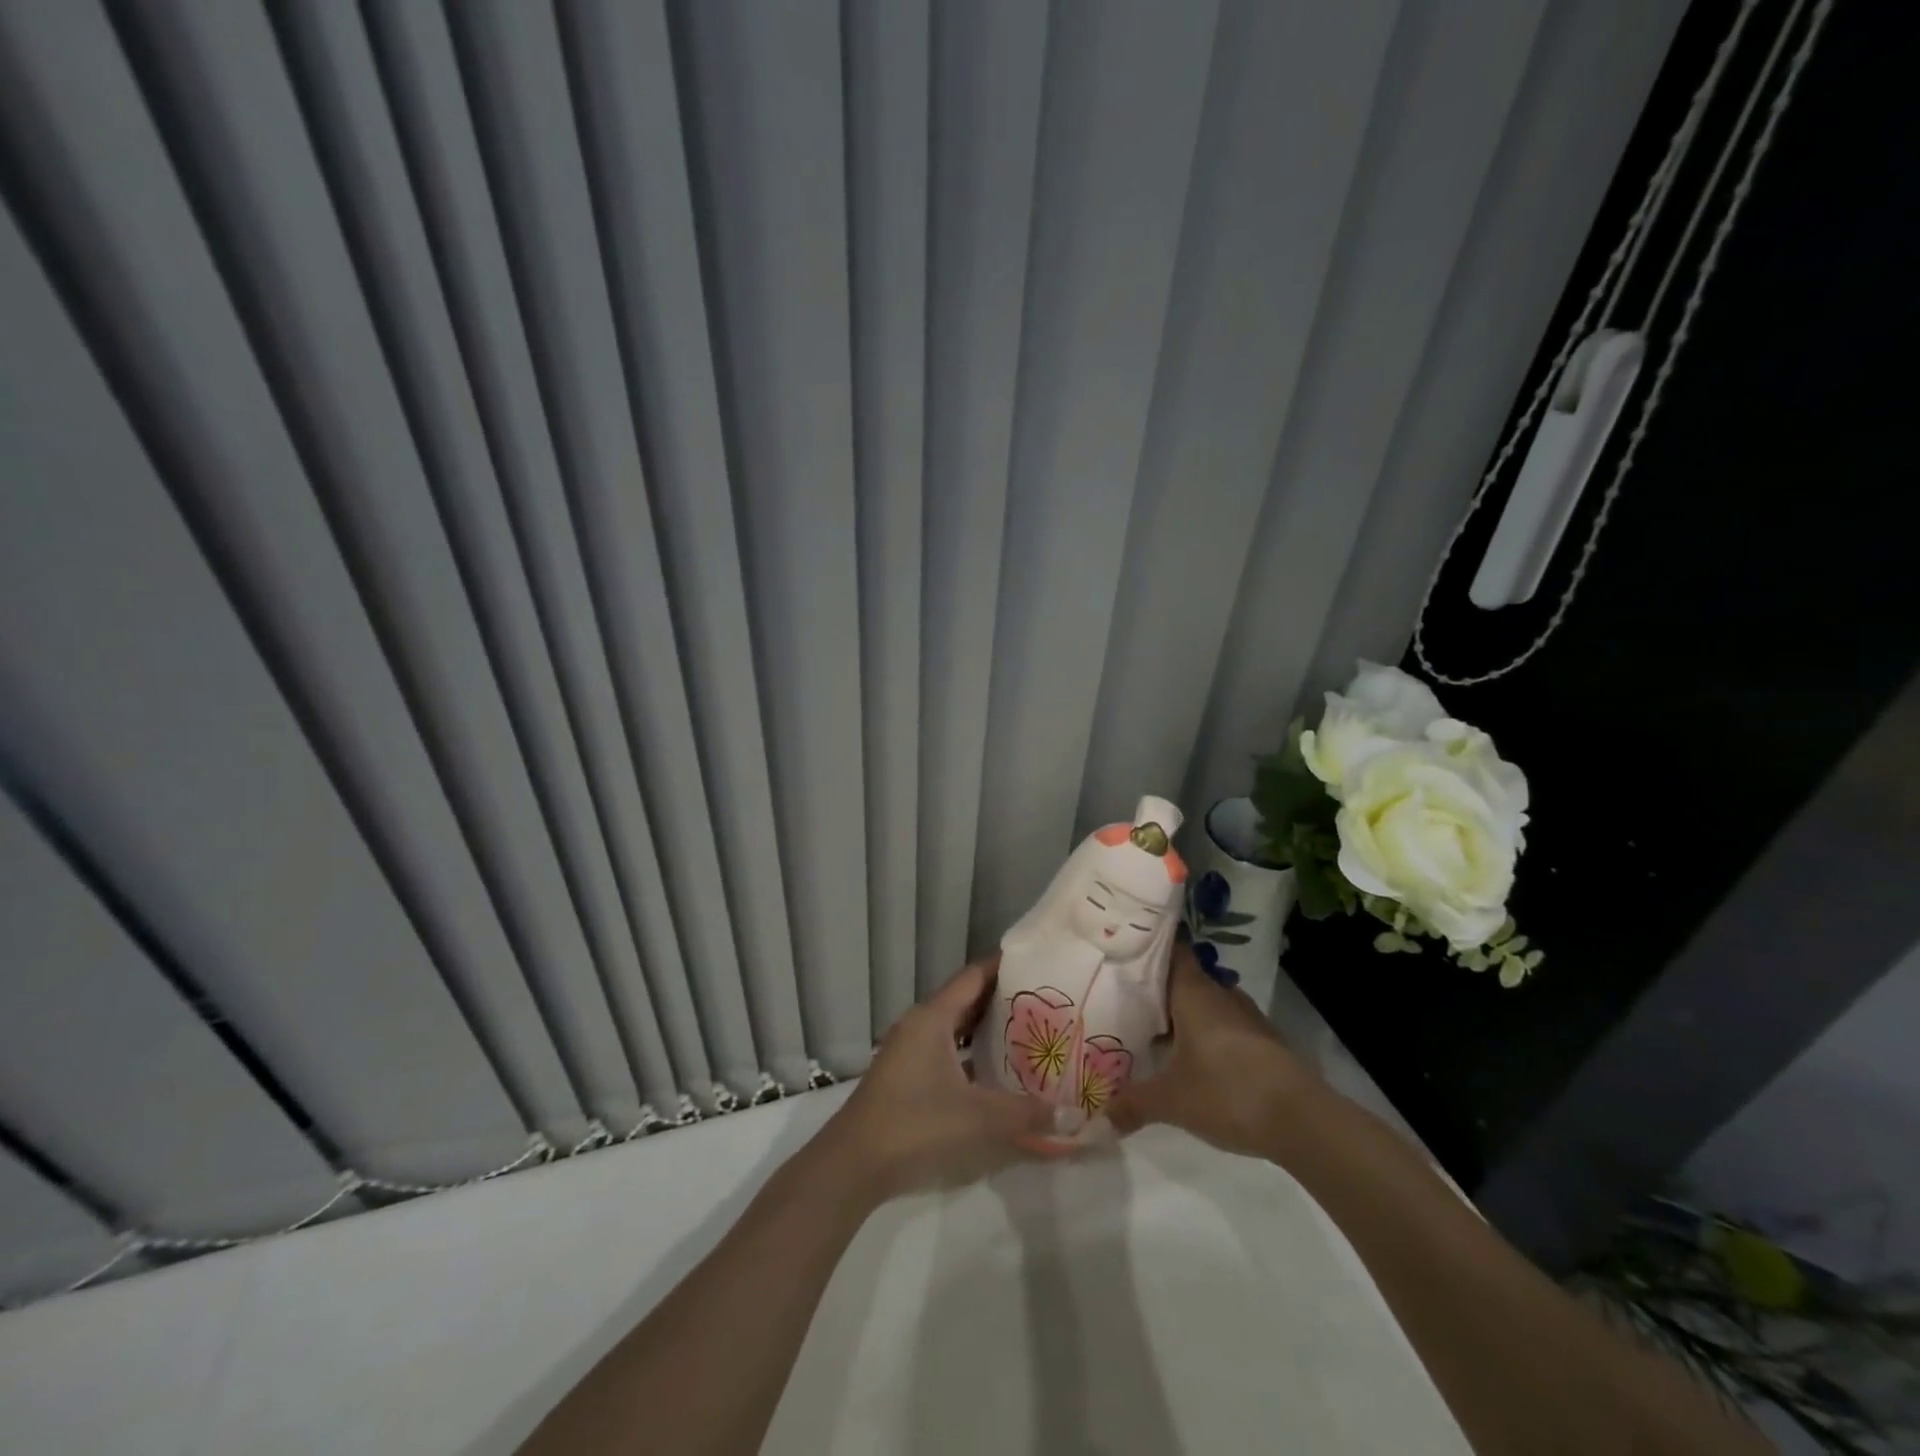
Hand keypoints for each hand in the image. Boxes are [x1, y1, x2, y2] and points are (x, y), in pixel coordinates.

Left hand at [825, 956, 1053, 1200]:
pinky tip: (997, 1072)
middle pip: (967, 1000)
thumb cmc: (916, 1124)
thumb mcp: (978, 1118)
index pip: (974, 976)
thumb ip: (1026, 1115)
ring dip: (986, 1029)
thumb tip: (1071, 1116)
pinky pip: (947, 1052)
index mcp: (933, 1017)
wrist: (854, 1164)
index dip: (1004, 967)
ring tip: (1028, 1032)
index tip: (1038, 964)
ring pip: (955, 1028)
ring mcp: (910, 1051)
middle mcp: (920, 1025)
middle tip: (1044, 1001)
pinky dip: (971, 1054)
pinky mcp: (907, 1076)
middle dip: (1003, 999)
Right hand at [1105, 942, 1318, 1159]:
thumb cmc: (1227, 1092)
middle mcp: (1221, 994)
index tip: (1125, 946)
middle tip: (1127, 997)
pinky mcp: (1264, 1042)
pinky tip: (1193, 1058)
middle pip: (1186, 978)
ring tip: (1155, 1028)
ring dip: (1185, 1013)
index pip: (1172, 950)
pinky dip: (1207, 1034)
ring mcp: (1247, 1017)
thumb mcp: (1171, 1101)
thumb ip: (1134, 1102)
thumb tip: (1102, 1115)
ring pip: (1207, 1003)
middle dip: (1160, 987)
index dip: (1150, 945)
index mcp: (1194, 992)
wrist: (1303, 1121)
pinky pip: (1225, 1026)